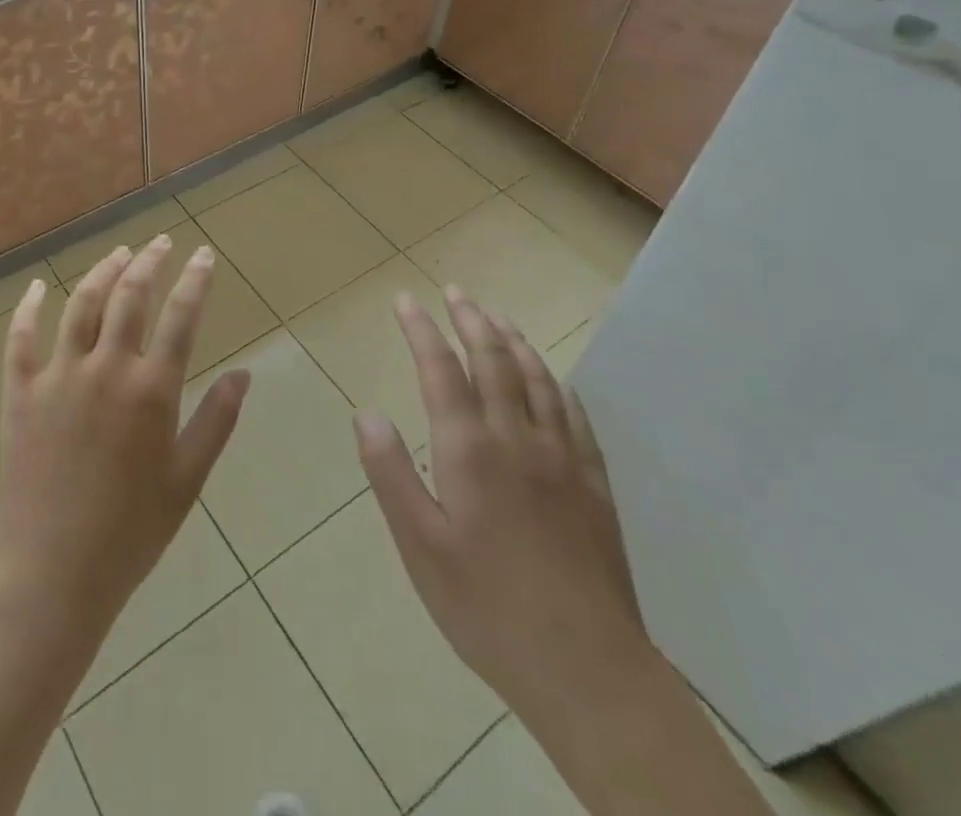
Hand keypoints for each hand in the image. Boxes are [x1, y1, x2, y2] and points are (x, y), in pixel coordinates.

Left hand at [0, 237, 251, 640]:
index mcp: (151, 391)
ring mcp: (58, 376)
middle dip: (150, 262)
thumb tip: (244, 373)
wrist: (51, 576)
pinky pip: (20, 338)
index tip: (203, 255)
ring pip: (81, 303)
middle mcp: (106, 369)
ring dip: (103, 270)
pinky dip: (28, 308)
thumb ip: (217, 421)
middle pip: (130, 296)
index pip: (181, 317)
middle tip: (162, 242)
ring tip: (120, 252)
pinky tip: (37, 286)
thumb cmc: (130, 534)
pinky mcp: (20, 393)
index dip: (195, 280)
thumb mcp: (187, 481)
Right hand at [355, 287, 650, 714]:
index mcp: (469, 450)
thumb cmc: (486, 607)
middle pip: (493, 360)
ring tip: (497, 317)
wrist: (587, 669)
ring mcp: (563, 459)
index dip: (422, 330)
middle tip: (455, 291)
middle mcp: (517, 438)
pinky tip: (552, 379)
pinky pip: (575, 415)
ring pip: (537, 379)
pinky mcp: (594, 485)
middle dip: (470, 320)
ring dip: (513, 340)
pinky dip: (556, 383)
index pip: (441, 370)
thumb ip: (391, 473)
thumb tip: (366, 412)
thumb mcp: (420, 545)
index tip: (406, 301)